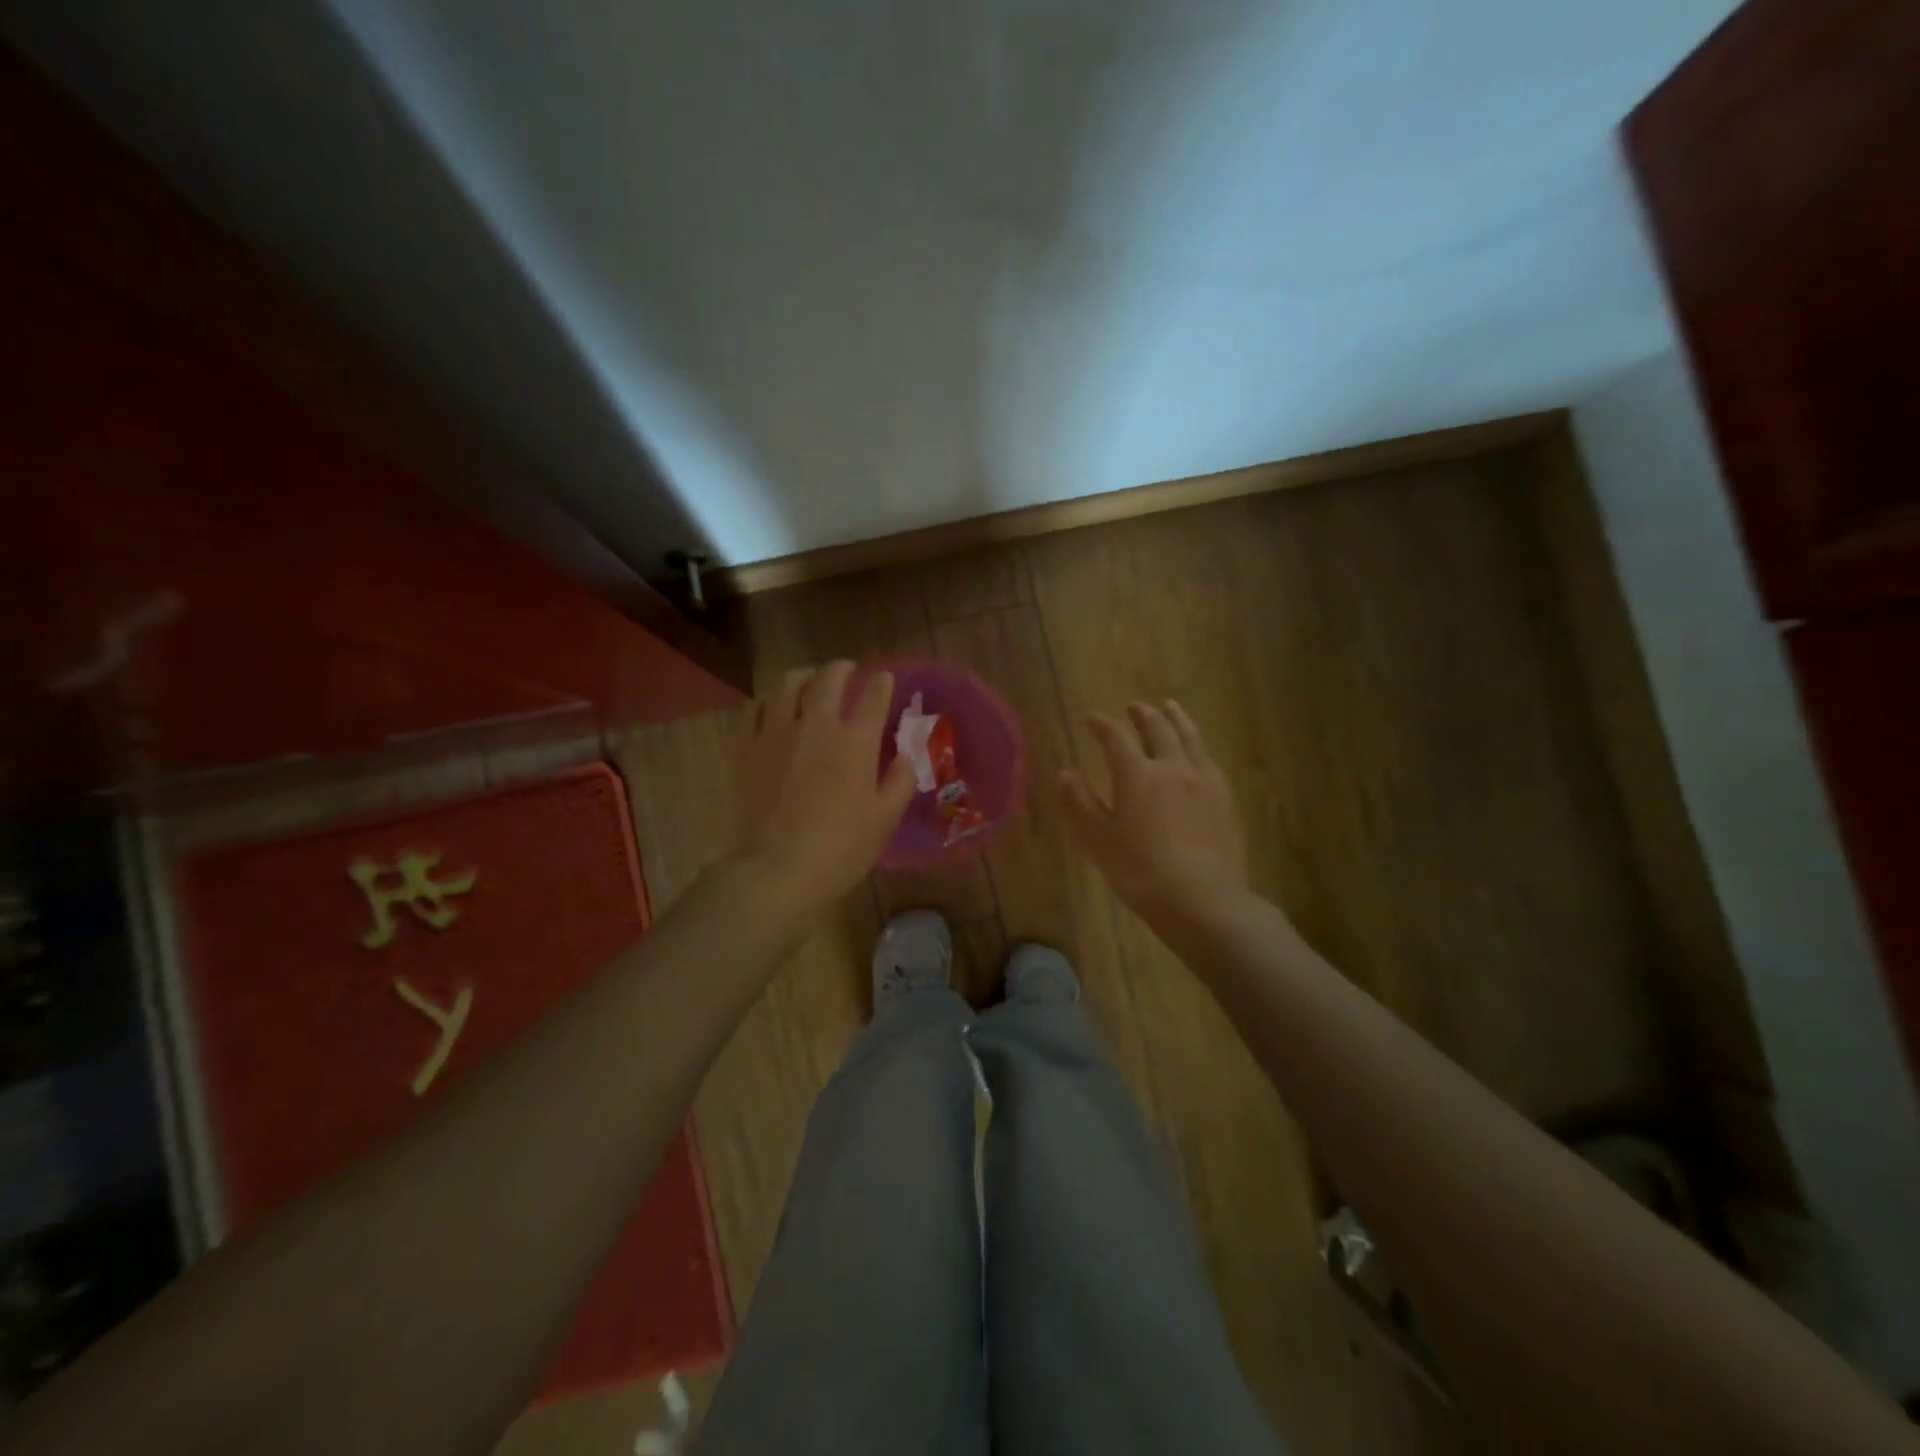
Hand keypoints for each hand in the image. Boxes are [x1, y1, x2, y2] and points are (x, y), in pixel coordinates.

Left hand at [734, 661, 916, 916]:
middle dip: (842, 669)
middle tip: (847, 670)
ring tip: (809, 681)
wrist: (777, 870)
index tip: (884, 680)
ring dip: (804, 676)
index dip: (882, 683)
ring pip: (788, 684)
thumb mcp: (885, 819)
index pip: (873, 696)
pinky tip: (772, 707)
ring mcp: (777, 732)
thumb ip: (900, 780)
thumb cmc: (841, 848)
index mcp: (856, 741)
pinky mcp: (747, 747)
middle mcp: (817, 725)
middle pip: (829, 679)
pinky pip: (754, 708)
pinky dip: (768, 700)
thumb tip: (906, 754)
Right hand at [1062, 700, 1247, 923]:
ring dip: (1175, 717)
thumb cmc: (1141, 872)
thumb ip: (1081, 803)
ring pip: (1189, 736)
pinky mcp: (1224, 797)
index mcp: (1137, 775)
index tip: (1090, 718)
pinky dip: (1196, 744)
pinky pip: (1208, 758)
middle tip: (1132, 707)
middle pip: (1157, 728)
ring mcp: (1203, 780)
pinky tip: (1196, 751)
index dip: (1101, 724)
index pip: (1115, 737)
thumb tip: (1065, 773)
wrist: (1203, 900)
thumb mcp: (1100, 840)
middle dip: (1141, 714)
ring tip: (1169, 706)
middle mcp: (1171, 767)